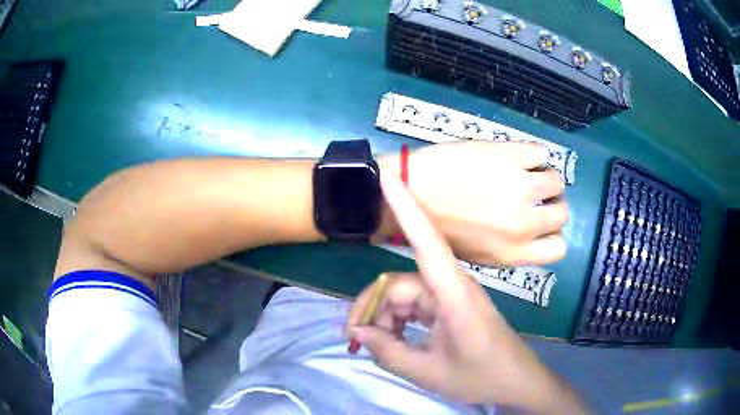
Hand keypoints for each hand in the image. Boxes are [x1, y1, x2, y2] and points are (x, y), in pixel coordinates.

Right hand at [347, 172, 587, 412]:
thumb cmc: (480, 377)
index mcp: (453, 294)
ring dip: (386, 320)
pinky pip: (416, 306)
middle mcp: (451, 286)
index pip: (426, 241)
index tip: (386, 176)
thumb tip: (358, 332)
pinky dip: (399, 323)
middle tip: (356, 339)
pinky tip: (393, 343)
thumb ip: (388, 351)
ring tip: (377, 347)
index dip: (405, 206)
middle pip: (398, 284)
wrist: (516, 383)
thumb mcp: (428, 371)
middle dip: (372, 309)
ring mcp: (451, 296)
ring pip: (404, 296)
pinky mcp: (450, 308)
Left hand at [380, 141, 567, 266]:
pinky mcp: (509, 156)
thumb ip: (511, 247)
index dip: (553, 233)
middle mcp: (523, 224)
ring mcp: (519, 187)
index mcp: (513, 253)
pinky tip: (516, 157)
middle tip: (534, 194)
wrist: (409, 192)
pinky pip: (540, 152)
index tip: (542, 221)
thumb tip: (533, 230)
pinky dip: (533, 154)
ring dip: (544, 177)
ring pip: (556, 181)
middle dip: (552, 203)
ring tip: (524, 173)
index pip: (558, 248)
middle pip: (562, 213)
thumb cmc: (438, 226)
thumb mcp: (478, 252)